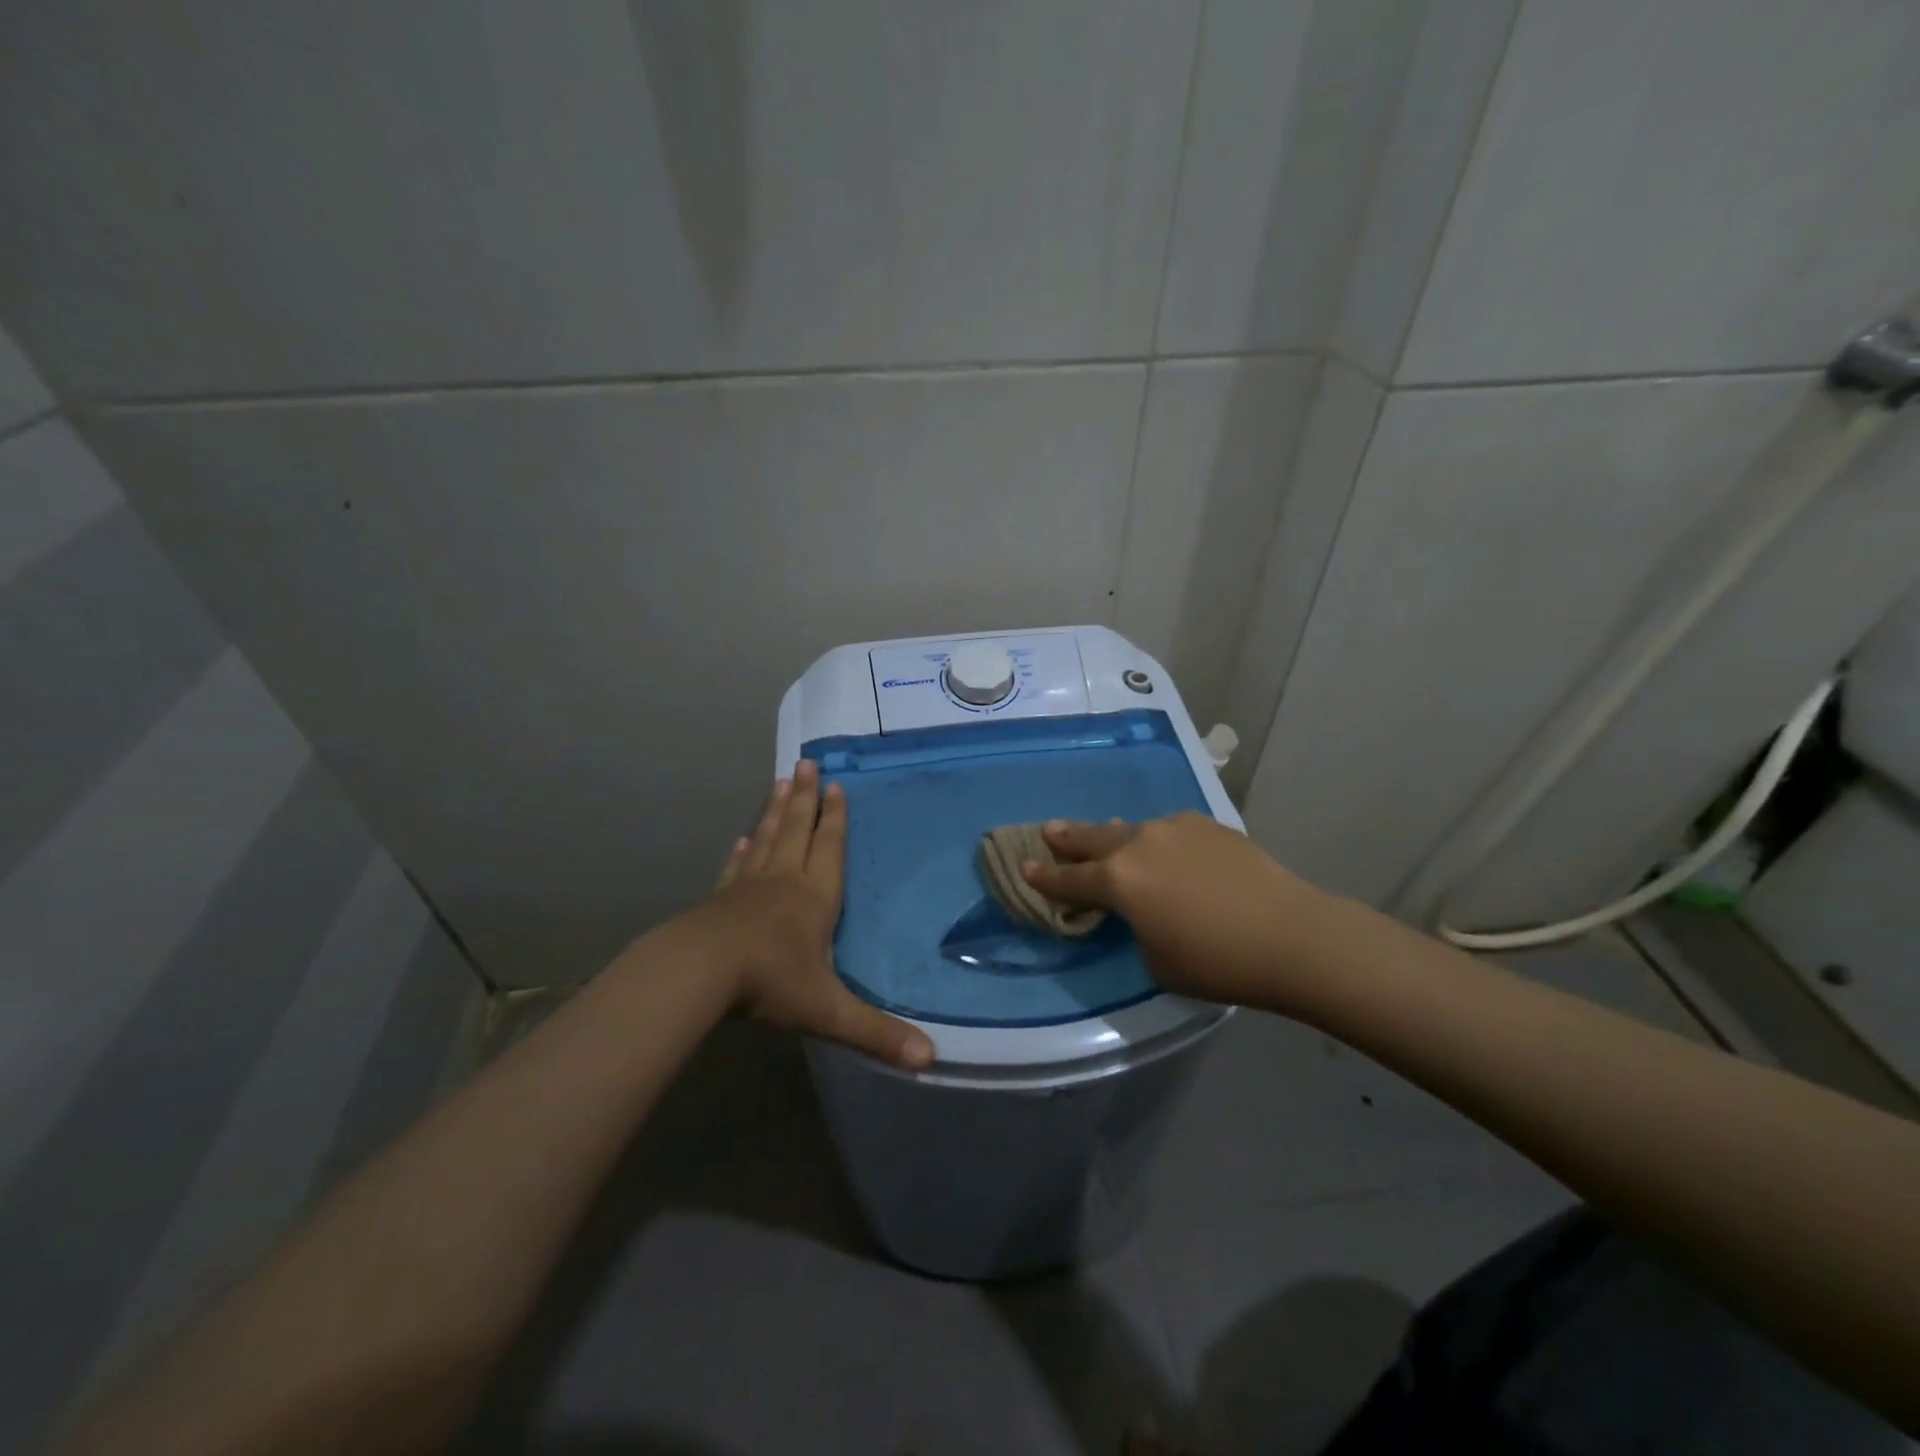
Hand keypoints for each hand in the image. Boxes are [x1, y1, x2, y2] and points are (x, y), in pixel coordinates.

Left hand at [700, 760, 934, 1070]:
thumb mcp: (828, 1011)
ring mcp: (748, 886)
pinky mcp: (719, 898)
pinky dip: (742, 848)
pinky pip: (736, 865)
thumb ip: (876, 1033)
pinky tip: (741, 837)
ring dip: (775, 810)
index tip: (837, 785)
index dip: (836, 817)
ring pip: (766, 838)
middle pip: (797, 829)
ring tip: (780, 781)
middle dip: (805, 798)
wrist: (699, 974)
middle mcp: (784, 881)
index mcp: (814, 898)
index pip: (830, 847)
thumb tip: (930, 1060)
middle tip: (806, 762)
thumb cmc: (769, 983)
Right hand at [1020, 812, 1331, 1012]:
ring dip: (1115, 837)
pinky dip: (1159, 842)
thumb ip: (1135, 928)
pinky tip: (1169, 853)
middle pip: (1092, 838)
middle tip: (1049, 831)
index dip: (1044, 877)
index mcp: (1118, 880)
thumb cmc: (1216, 961)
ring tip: (1106, 838)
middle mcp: (1139, 844)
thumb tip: (1141, 910)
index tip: (1024, 867)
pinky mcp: (1207, 825)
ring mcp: (1175, 828)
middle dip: (1067, 838)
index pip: (1069, 879)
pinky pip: (1170, 832)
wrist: (1290, 934)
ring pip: (1132, 830)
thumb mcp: (1156, 960)